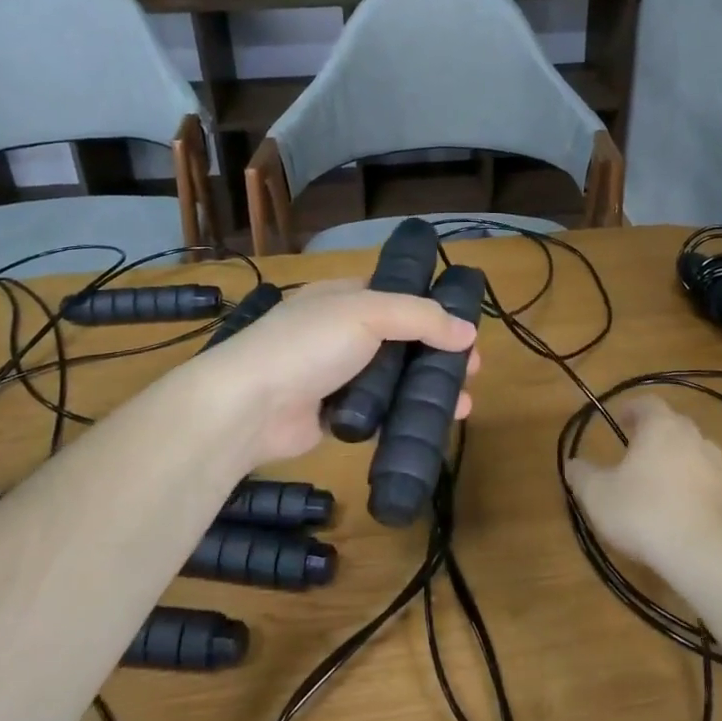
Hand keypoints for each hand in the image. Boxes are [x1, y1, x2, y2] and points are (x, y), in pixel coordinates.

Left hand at [195, 279, 480, 466]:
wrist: (249, 406)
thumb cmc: (309, 344)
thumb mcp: (368, 313)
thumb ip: (421, 318)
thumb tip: (469, 332)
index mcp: (344, 298)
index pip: (397, 295)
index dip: (433, 309)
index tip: (466, 329)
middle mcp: (342, 332)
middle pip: (402, 339)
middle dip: (438, 353)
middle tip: (472, 371)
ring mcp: (338, 374)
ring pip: (394, 378)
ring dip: (428, 388)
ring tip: (463, 403)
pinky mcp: (336, 414)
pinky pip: (380, 412)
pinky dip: (405, 415)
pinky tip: (433, 424)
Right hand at [565, 395, 721, 572]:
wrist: (706, 555)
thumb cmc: (644, 513)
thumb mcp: (597, 495)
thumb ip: (581, 475)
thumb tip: (572, 464)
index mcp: (661, 427)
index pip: (647, 403)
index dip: (632, 408)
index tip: (619, 420)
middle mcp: (694, 438)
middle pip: (675, 426)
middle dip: (656, 435)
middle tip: (637, 452)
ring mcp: (720, 468)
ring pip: (696, 454)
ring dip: (679, 463)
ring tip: (661, 484)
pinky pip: (710, 485)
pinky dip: (696, 491)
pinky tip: (683, 514)